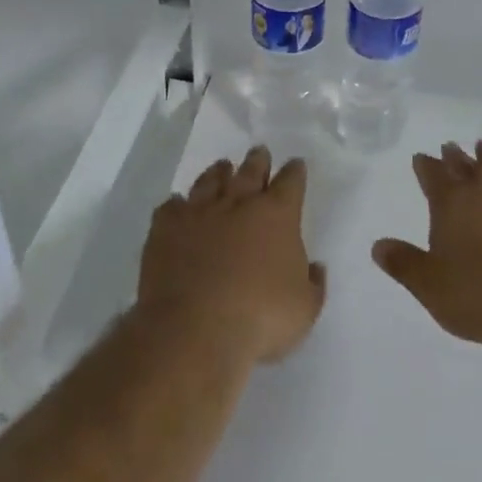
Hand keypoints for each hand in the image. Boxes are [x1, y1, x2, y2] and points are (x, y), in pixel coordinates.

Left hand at [137, 146, 326, 365]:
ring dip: (218, 172)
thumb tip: (315, 267)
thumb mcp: (305, 309)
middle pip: (251, 171)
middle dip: (258, 160)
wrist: (194, 329)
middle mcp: (239, 203)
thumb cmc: (260, 318)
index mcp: (277, 215)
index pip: (291, 182)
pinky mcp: (166, 228)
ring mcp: (199, 212)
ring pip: (210, 181)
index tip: (296, 165)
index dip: (295, 172)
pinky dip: (177, 205)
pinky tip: (178, 206)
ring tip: (222, 167)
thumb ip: (313, 284)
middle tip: (259, 152)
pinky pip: (172, 206)